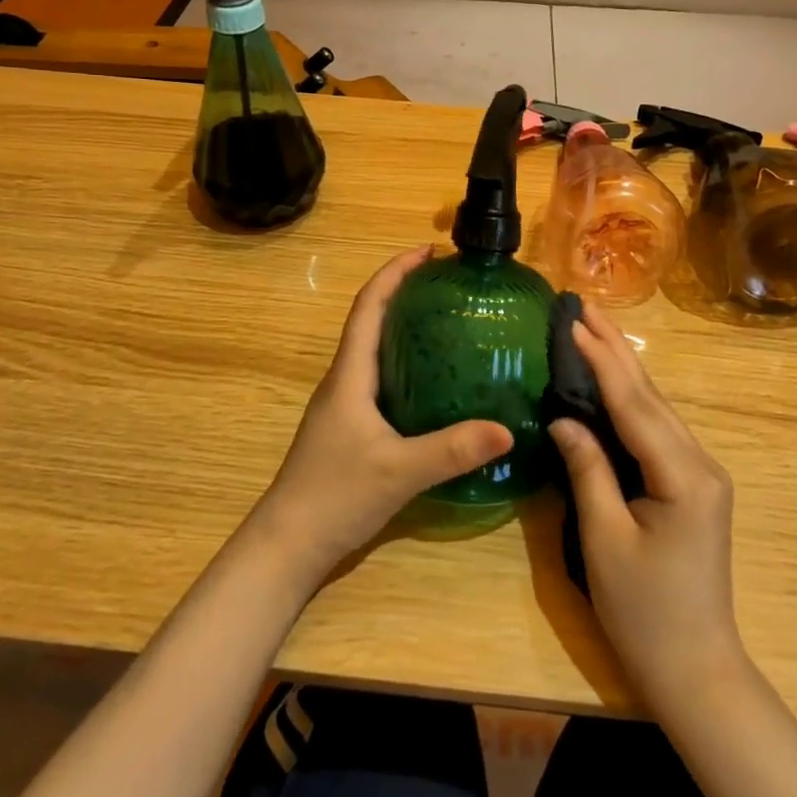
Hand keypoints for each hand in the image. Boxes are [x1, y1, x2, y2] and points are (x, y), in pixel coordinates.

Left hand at [248, 247, 513, 587]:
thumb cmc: (334, 496)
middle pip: (373, 319)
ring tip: (449, 321)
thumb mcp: (399, 471)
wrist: (288, 545)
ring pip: (377, 349)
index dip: (395, 271)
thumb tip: (507, 429)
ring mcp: (346, 404)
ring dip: (405, 326)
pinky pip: (383, 377)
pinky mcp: (352, 427)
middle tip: (450, 284)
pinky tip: (437, 380)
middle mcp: (345, 379)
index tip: (428, 251)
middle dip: (406, 292)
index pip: (369, 305)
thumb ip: (452, 450)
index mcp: (350, 374)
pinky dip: (407, 362)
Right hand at [547, 300, 746, 710]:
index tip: (575, 322)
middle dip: (616, 347)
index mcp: (683, 476)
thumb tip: (563, 417)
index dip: (602, 361)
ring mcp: (700, 472)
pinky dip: (632, 396)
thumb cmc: (645, 612)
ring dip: (624, 366)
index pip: (634, 404)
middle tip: (585, 305)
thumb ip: (588, 470)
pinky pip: (657, 427)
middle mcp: (700, 463)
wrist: (696, 669)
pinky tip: (614, 379)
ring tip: (594, 328)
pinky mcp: (692, 483)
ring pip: (656, 407)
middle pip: (651, 395)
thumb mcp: (605, 541)